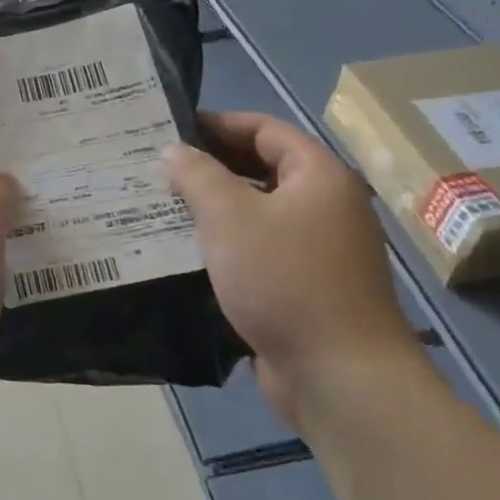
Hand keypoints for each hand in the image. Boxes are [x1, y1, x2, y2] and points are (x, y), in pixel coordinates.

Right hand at [164, 112, 418, 416]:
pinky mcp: (304, 286)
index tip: (172, 127)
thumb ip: (198, 176)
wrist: (341, 376)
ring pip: (257, 213)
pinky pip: (259, 250)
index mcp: (318, 176)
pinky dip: (226, 244)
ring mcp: (317, 249)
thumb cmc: (285, 280)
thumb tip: (174, 149)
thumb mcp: (230, 218)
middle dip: (211, 166)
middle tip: (158, 167)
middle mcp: (324, 206)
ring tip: (162, 205)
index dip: (219, 123)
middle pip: (262, 170)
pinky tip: (185, 251)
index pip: (265, 130)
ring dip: (214, 208)